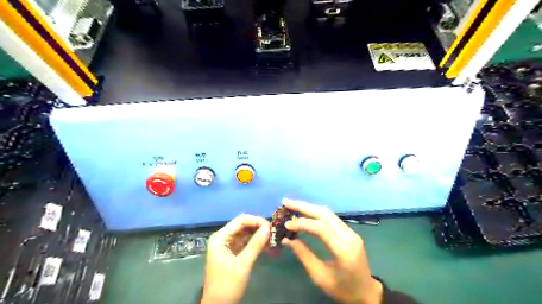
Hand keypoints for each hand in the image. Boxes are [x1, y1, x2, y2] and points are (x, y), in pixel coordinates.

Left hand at [201, 214, 271, 302]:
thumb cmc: (227, 285)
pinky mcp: (232, 252)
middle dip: (258, 227)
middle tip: (274, 232)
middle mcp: (223, 237)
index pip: (240, 220)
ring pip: (245, 233)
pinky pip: (245, 242)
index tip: (271, 226)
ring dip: (258, 235)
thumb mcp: (243, 264)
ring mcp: (227, 245)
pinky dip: (255, 242)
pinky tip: (267, 244)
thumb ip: (255, 245)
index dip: (256, 220)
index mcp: (220, 237)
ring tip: (273, 238)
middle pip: (243, 225)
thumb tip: (269, 228)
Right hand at [282, 199, 381, 302]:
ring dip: (309, 207)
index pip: (321, 228)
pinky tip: (305, 212)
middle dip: (303, 206)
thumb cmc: (342, 289)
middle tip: (286, 202)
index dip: (302, 223)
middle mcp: (349, 236)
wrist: (366, 292)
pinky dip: (316, 213)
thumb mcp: (320, 277)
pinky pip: (331, 217)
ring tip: (292, 205)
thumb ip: (304, 255)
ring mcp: (351, 232)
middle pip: (324, 214)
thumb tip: (286, 239)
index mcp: (343, 250)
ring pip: (328, 213)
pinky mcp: (350, 231)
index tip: (286, 224)